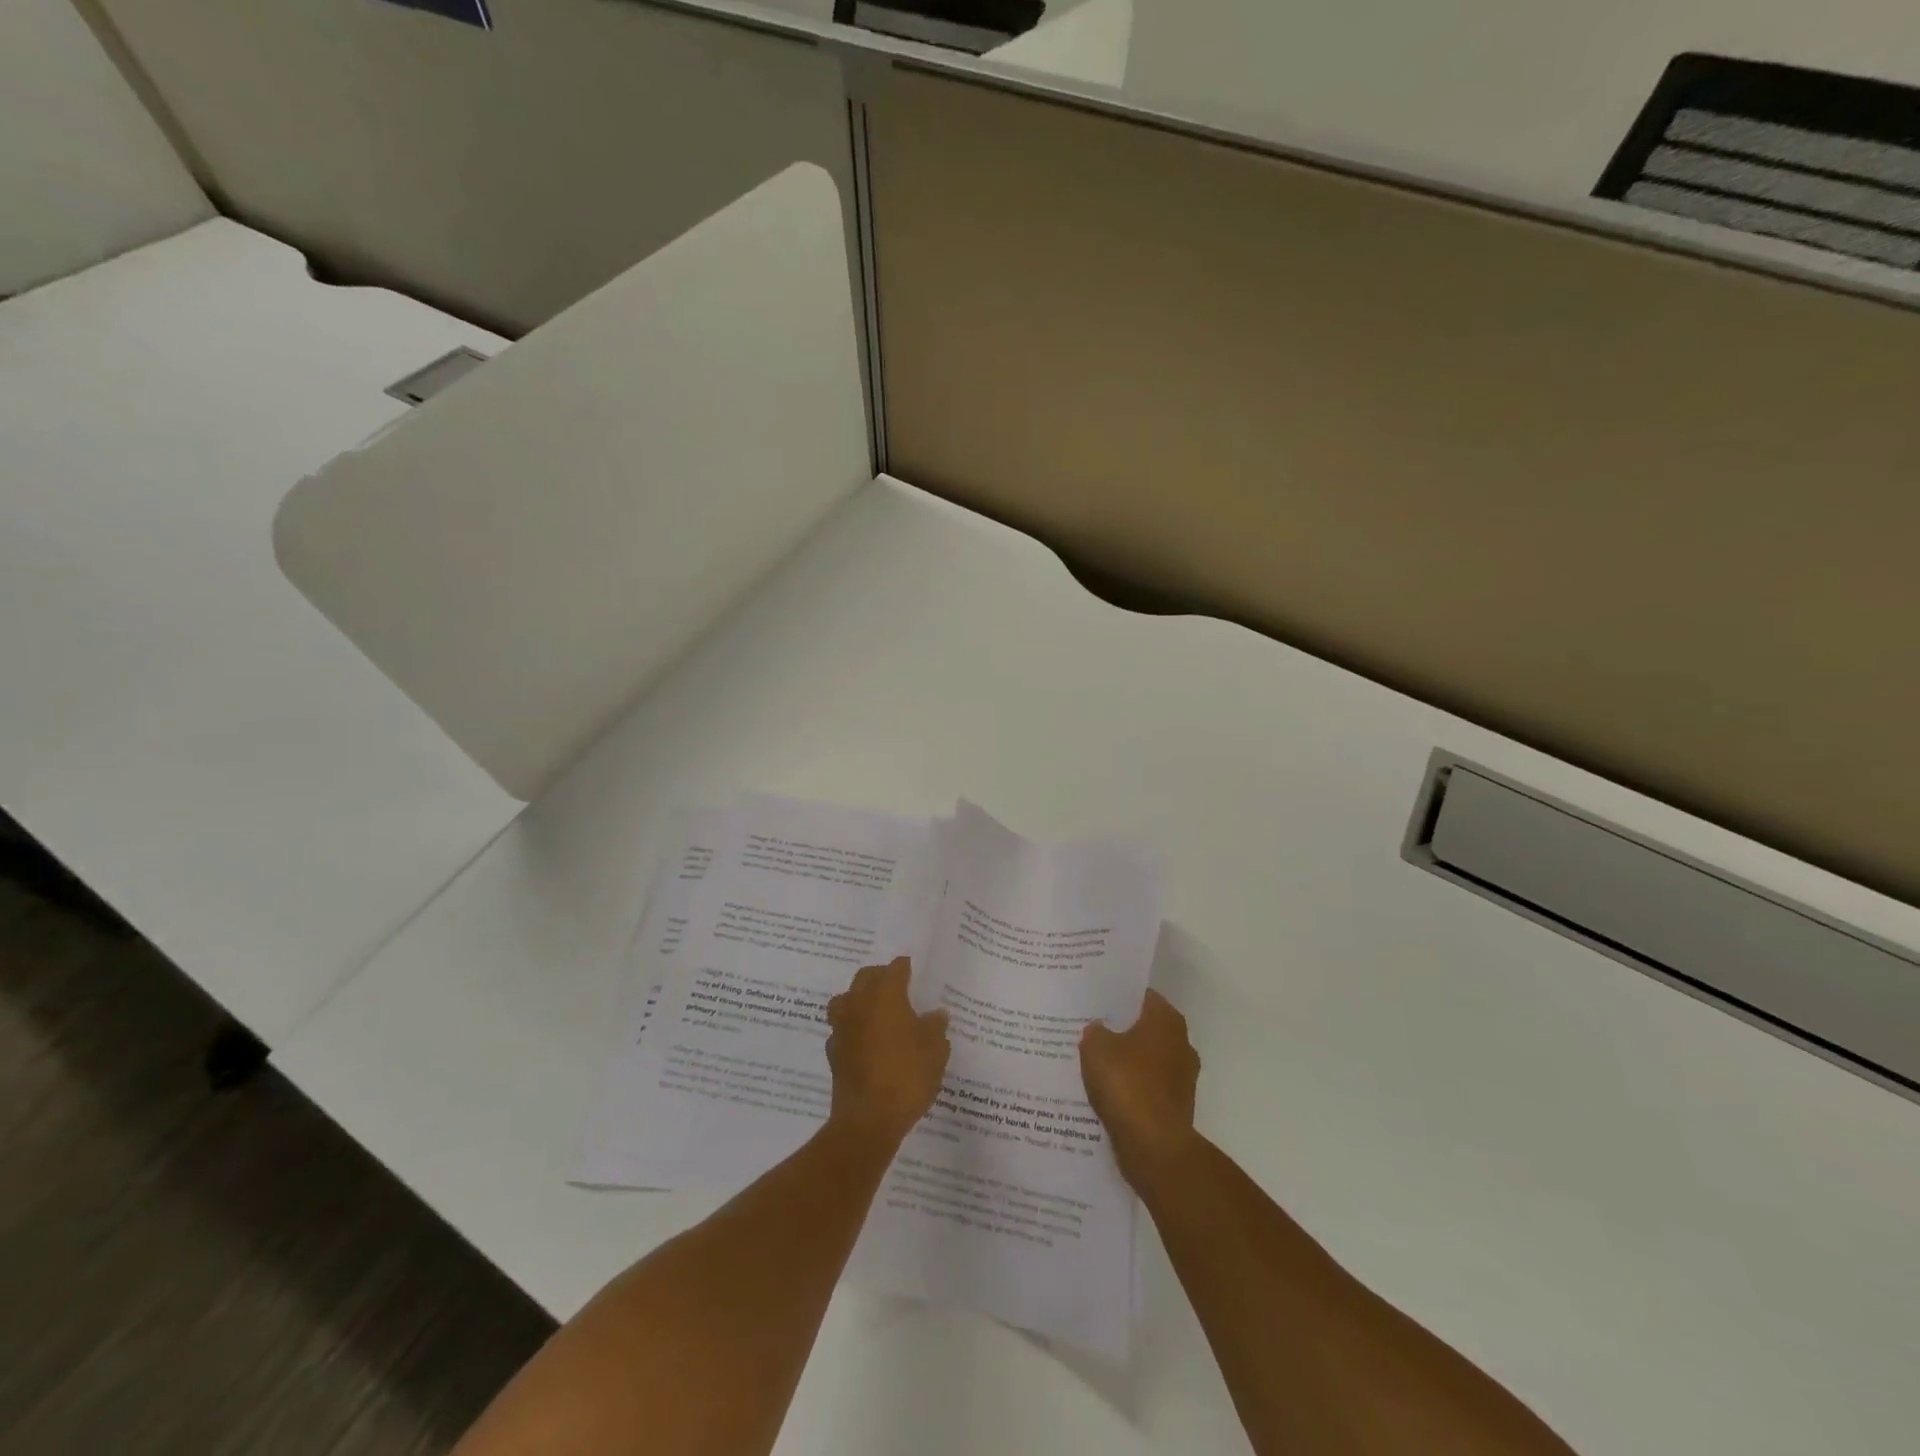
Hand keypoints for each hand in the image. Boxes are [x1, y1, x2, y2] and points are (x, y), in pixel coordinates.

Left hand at [825, 957, 950, 1146]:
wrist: (868, 1120)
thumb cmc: (907, 1076)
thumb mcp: (935, 1050)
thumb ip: (936, 1027)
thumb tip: (937, 1014)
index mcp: (886, 995)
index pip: (895, 968)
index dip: (905, 968)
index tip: (914, 971)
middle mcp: (859, 1003)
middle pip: (866, 977)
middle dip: (880, 977)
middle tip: (897, 986)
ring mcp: (842, 1027)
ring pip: (846, 999)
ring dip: (859, 999)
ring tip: (877, 1011)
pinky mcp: (833, 1052)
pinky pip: (842, 1029)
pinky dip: (852, 1028)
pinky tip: (865, 1041)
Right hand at [1080, 990, 1200, 1190]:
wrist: (1154, 1147)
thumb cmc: (1127, 1084)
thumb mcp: (1096, 1047)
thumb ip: (1095, 1031)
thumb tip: (1099, 1029)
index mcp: (1167, 1020)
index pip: (1142, 996)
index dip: (1118, 996)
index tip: (1096, 999)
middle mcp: (1181, 1043)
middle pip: (1145, 1028)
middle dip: (1121, 1029)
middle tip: (1090, 1028)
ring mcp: (1182, 1077)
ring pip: (1146, 1059)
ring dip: (1125, 1061)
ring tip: (1093, 1062)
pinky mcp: (1175, 1106)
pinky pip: (1147, 1087)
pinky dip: (1130, 1088)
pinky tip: (1105, 1091)